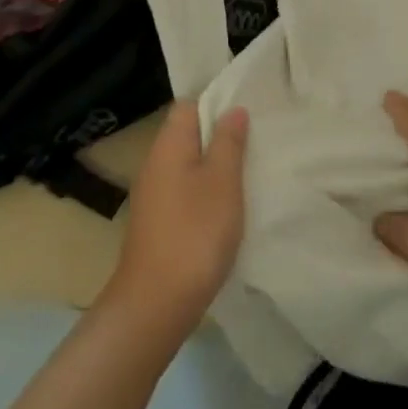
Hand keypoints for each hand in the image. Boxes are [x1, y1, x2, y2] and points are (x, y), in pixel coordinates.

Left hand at [101, 100, 249, 338]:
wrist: (155, 304)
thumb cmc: (195, 233)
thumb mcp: (222, 182)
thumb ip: (229, 142)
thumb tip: (232, 109)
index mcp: (168, 145)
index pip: (188, 105)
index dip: (216, 104)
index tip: (246, 114)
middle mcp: (155, 163)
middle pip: (187, 135)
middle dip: (219, 137)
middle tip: (254, 143)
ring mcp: (152, 195)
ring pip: (187, 165)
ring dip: (214, 167)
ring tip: (247, 174)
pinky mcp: (156, 223)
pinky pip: (183, 192)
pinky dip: (204, 193)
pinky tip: (226, 209)